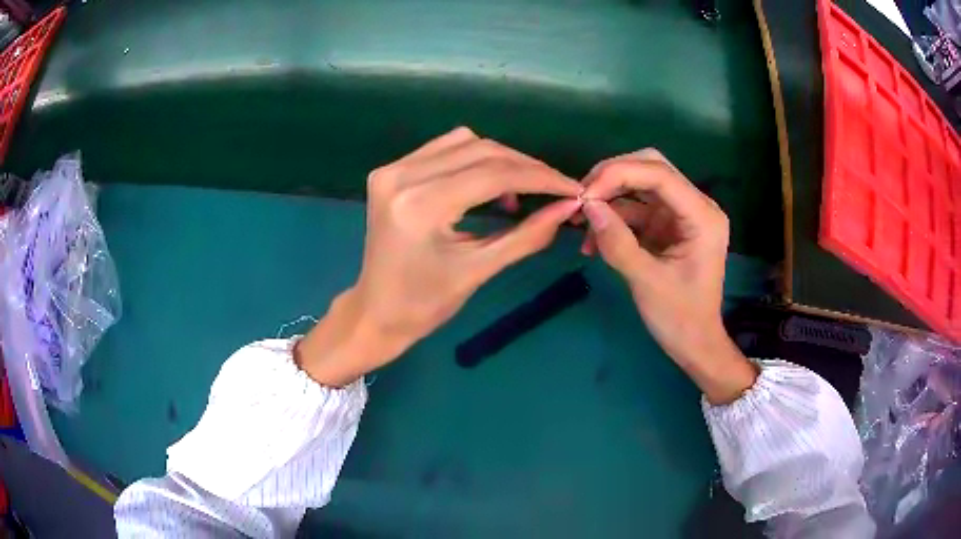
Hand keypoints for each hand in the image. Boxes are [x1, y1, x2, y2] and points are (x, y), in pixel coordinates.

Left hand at [296, 128, 582, 385]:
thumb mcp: (479, 270)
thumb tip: (568, 208)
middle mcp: (402, 176)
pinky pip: (443, 149)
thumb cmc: (425, 304)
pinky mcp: (389, 171)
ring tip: (523, 188)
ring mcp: (391, 170)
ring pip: (463, 142)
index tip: (573, 187)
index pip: (494, 174)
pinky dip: (474, 159)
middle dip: (525, 167)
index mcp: (422, 206)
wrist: (375, 312)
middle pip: (480, 150)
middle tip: (555, 188)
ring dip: (501, 159)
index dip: (540, 178)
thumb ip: (527, 236)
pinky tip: (488, 182)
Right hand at [577, 150, 755, 403]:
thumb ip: (617, 242)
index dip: (618, 174)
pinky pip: (636, 209)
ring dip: (609, 200)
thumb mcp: (646, 281)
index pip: (659, 174)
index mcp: (702, 216)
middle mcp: (695, 206)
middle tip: (581, 199)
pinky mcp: (668, 226)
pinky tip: (593, 240)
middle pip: (650, 168)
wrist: (695, 344)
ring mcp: (681, 215)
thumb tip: (586, 206)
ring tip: (580, 224)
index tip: (584, 195)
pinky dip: (614, 219)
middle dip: (612, 178)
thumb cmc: (680, 318)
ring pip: (640, 186)